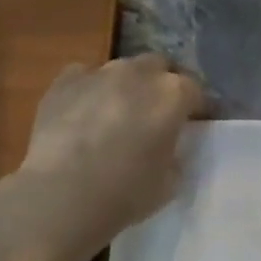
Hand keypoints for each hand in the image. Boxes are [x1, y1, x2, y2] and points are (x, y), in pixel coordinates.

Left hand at [0, 54, 205, 260]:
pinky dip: (91, 88)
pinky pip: (85, 76)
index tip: (195, 123)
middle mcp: (139, 73)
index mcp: (172, 94)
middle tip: (158, 113)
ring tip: (119, 113)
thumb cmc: (126, 192)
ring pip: (122, 69)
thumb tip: (167, 147)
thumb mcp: (170, 182)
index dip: (197, 107)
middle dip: (162, 84)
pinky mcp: (63, 82)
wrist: (63, 194)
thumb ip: (175, 155)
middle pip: (159, 67)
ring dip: (127, 85)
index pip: (195, 90)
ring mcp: (99, 73)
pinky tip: (85, 112)